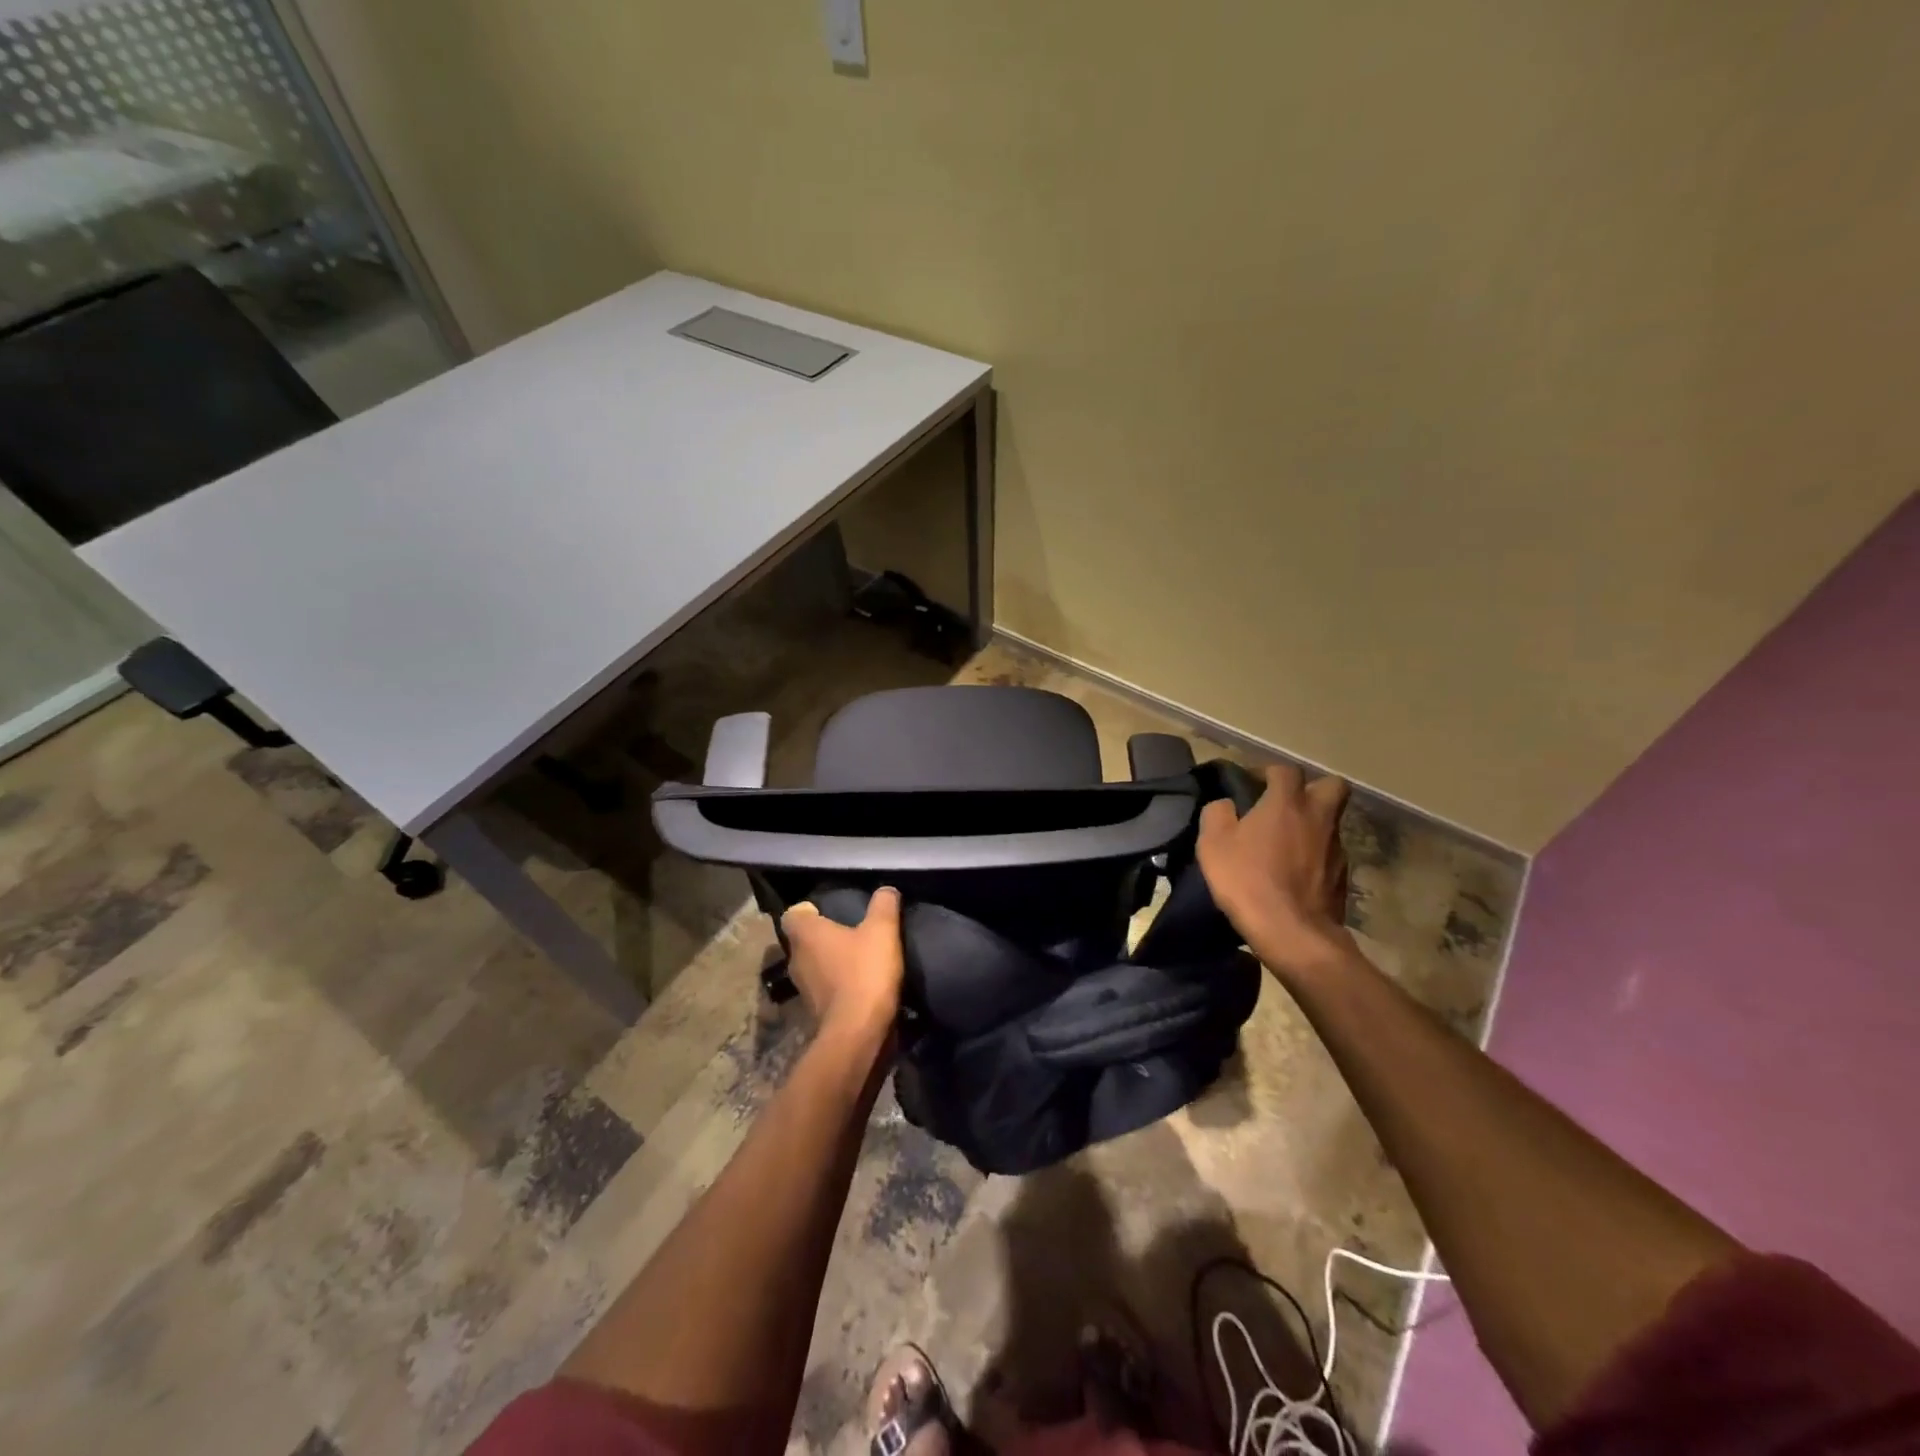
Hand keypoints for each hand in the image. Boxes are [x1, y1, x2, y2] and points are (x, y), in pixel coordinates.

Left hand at [780, 887, 904, 1042]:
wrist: (858, 1033)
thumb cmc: (864, 972)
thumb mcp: (883, 931)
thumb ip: (884, 905)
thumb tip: (886, 889)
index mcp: (805, 934)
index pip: (793, 914)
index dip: (809, 910)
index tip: (830, 911)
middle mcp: (796, 959)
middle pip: (803, 940)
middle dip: (823, 936)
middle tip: (850, 931)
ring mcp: (802, 988)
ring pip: (812, 966)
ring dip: (830, 962)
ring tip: (857, 958)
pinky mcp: (814, 1012)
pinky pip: (823, 989)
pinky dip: (836, 985)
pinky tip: (859, 984)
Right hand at [1197, 764, 1352, 972]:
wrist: (1291, 933)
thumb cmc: (1247, 880)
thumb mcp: (1213, 843)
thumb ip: (1217, 813)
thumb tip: (1225, 805)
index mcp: (1287, 803)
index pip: (1285, 770)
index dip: (1268, 772)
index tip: (1252, 784)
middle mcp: (1319, 818)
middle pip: (1332, 786)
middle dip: (1312, 789)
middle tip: (1287, 805)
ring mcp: (1337, 848)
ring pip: (1331, 823)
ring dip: (1312, 826)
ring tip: (1285, 845)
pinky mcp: (1343, 878)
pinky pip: (1329, 855)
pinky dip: (1315, 857)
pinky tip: (1294, 874)